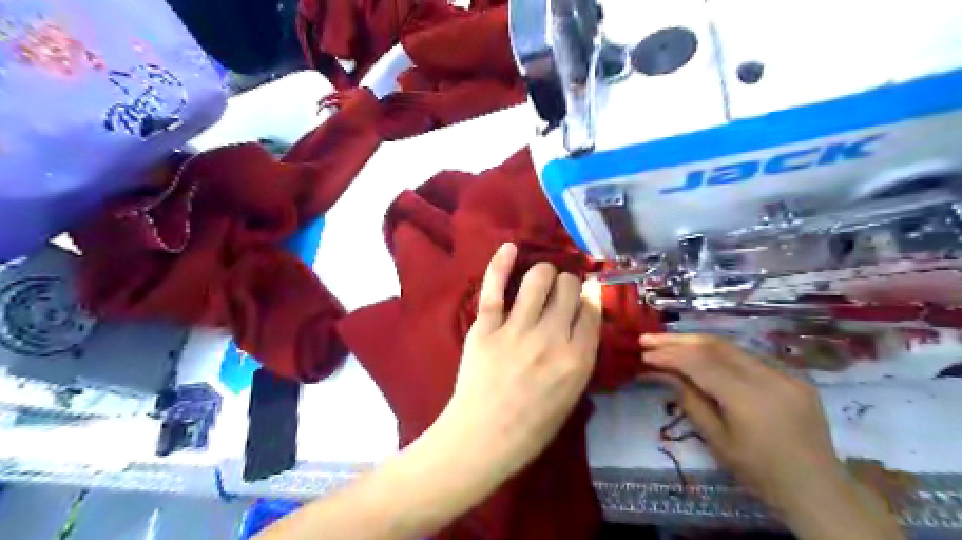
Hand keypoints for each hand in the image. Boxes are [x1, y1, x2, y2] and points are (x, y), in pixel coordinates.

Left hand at [437, 242, 598, 477]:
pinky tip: (509, 248)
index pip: (592, 309)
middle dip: (567, 285)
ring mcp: (516, 330)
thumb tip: (582, 317)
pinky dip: (501, 264)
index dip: (589, 297)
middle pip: (568, 288)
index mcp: (578, 360)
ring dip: (543, 274)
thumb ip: (580, 355)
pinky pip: (495, 288)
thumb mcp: (571, 395)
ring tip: (539, 280)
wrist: (483, 439)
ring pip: (538, 278)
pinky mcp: (485, 327)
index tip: (584, 294)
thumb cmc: (531, 426)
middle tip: (559, 292)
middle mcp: (551, 338)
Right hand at [645, 333, 902, 539]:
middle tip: (648, 339)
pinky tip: (700, 356)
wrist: (818, 490)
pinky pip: (747, 357)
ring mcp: (784, 374)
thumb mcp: (717, 441)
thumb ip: (690, 401)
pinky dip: (718, 354)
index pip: (700, 364)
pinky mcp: (793, 376)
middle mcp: (768, 377)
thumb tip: (665, 373)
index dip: (669, 355)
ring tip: (667, 343)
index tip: (643, 354)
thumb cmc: (760, 473)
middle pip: (714, 345)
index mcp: (748, 399)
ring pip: (730, 346)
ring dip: (695, 343)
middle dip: (677, 340)